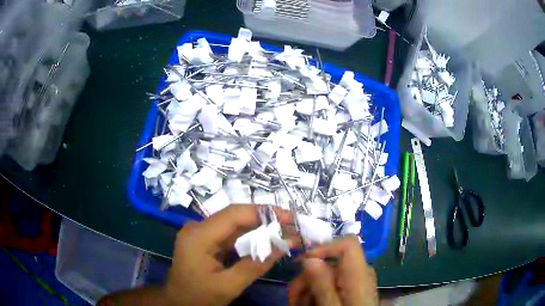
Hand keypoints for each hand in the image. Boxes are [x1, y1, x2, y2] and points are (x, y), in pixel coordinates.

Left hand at [164, 205, 294, 305]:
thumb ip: (256, 264)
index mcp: (199, 235)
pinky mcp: (205, 240)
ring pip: (235, 224)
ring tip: (284, 232)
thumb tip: (286, 243)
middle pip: (236, 216)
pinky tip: (266, 241)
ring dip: (260, 228)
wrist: (177, 302)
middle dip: (265, 219)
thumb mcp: (229, 286)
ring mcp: (201, 233)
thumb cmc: (199, 297)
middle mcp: (198, 227)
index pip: (234, 214)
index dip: (264, 212)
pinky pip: (231, 234)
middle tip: (292, 225)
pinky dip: (250, 237)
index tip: (290, 217)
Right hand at [288, 237, 377, 305]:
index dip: (325, 247)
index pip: (349, 244)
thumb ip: (323, 285)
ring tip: (297, 305)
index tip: (302, 263)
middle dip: (307, 279)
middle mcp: (361, 274)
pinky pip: (332, 284)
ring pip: (327, 275)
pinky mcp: (352, 289)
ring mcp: (357, 282)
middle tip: (291, 299)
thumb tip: (309, 259)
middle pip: (331, 263)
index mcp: (359, 276)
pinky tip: (308, 305)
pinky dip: (317, 293)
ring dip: (308, 289)